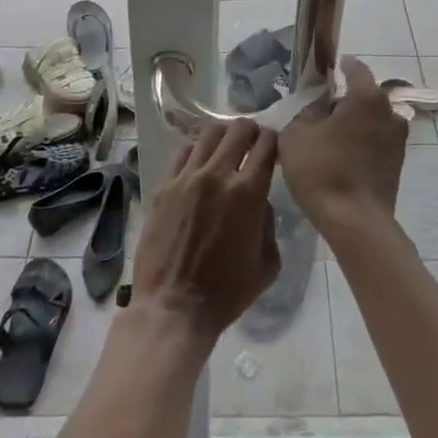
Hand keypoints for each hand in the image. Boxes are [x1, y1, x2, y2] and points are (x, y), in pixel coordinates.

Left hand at [130, 121, 279, 341]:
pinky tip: (199, 163)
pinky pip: (181, 153)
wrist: (175, 307)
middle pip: (238, 129)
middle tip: (252, 142)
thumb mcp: (268, 262)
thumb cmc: (227, 291)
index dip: (274, 140)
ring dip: (223, 135)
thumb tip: (259, 202)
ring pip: (208, 133)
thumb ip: (268, 223)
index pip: (267, 145)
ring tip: (225, 147)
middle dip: (251, 131)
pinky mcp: (163, 187)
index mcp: (248, 193)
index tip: (274, 146)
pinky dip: (195, 150)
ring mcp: (186, 178)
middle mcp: (217, 175)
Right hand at [279, 57, 407, 241]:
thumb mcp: (296, 134)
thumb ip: (306, 112)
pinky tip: (342, 157)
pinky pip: (376, 142)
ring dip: (355, 124)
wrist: (354, 221)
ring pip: (372, 121)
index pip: (356, 69)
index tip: (330, 69)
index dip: (341, 66)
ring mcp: (398, 140)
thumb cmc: (322, 169)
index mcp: (367, 97)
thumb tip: (320, 108)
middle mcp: (390, 112)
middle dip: (345, 100)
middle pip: (365, 97)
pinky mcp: (398, 164)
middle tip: (321, 111)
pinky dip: (361, 144)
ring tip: (330, 138)